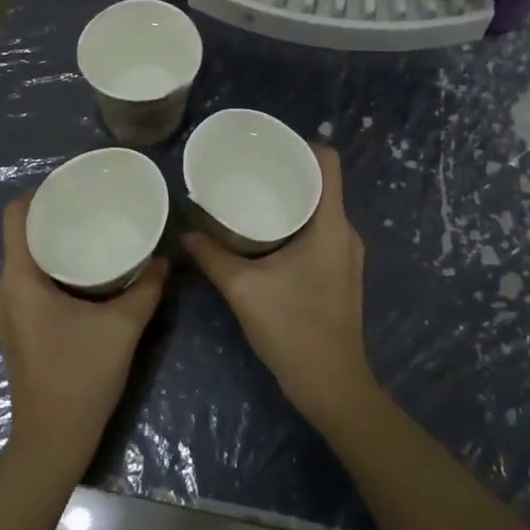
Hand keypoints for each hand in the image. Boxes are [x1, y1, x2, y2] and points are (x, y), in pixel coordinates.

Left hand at [0, 193, 168, 475]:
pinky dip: (53, 266)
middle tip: (92, 203)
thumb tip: (164, 258)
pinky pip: (30, 280)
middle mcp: (6, 289)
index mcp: (20, 280)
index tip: (72, 182)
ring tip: (92, 229)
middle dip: (54, 214)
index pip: (15, 216)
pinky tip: (85, 270)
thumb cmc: (80, 377)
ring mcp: (9, 310)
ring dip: (54, 242)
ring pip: (26, 259)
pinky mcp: (19, 327)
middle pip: (21, 234)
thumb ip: (145, 288)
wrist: (53, 439)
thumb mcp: (122, 327)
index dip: (39, 192)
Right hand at [181, 145, 375, 429]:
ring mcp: (346, 255)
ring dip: (290, 199)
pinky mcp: (340, 274)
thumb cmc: (292, 329)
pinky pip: (319, 231)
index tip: (266, 145)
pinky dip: (295, 223)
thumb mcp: (243, 288)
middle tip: (247, 168)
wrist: (331, 385)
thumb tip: (184, 229)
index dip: (301, 145)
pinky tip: (264, 234)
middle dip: (286, 171)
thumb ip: (211, 255)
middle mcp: (345, 233)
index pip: (328, 162)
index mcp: (331, 225)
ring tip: (251, 195)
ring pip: (320, 209)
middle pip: (322, 184)